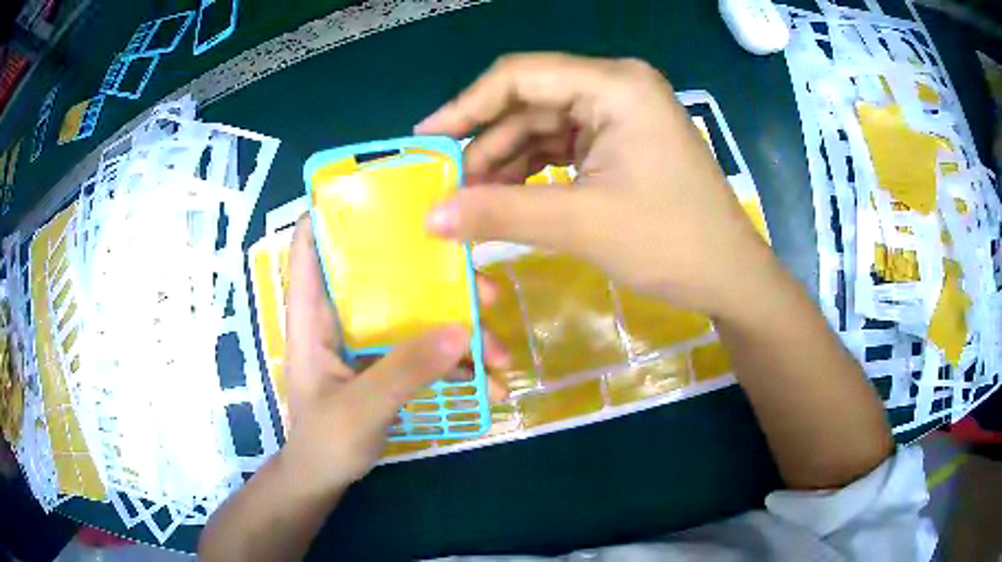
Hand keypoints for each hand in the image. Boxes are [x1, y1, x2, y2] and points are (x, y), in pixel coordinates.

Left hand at [281, 215, 507, 493]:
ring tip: (500, 353)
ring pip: (415, 312)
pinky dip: (457, 361)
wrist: (326, 478)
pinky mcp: (388, 362)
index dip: (336, 209)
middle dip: (436, 275)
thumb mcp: (361, 409)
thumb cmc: (324, 441)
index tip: (386, 194)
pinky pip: (425, 348)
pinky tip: (490, 382)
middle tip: (483, 289)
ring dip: (460, 326)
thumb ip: (405, 371)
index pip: (312, 243)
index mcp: (314, 315)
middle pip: (385, 273)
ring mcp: (368, 340)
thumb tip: (463, 330)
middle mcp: (342, 317)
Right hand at [417, 53, 774, 316]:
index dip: (466, 105)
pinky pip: (561, 148)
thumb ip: (500, 214)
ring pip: (541, 128)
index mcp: (615, 85)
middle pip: (529, 103)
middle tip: (447, 187)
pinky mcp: (620, 143)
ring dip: (505, 164)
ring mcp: (619, 116)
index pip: (520, 76)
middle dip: (486, 146)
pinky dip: (531, 173)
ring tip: (471, 202)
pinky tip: (505, 200)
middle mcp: (616, 88)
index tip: (425, 139)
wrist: (729, 276)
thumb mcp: (582, 225)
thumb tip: (430, 216)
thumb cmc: (672, 243)